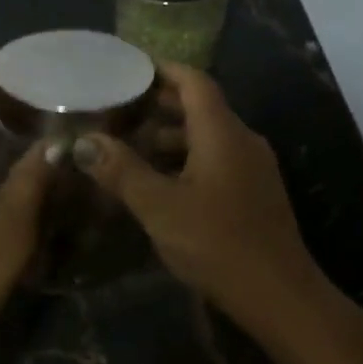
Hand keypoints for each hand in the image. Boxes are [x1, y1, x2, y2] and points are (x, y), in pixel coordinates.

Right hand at [73, 64, 328, 332]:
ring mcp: (252, 168)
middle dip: (159, 104)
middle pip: (201, 107)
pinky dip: (185, 159)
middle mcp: (242, 140)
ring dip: (170, 136)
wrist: (278, 295)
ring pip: (207, 137)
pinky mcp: (254, 193)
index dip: (162, 69)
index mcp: (223, 133)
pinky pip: (216, 160)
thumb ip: (121, 171)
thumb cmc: (217, 243)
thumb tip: (84, 142)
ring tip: (129, 145)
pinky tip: (159, 181)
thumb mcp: (159, 207)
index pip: (194, 81)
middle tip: (117, 107)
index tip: (128, 67)